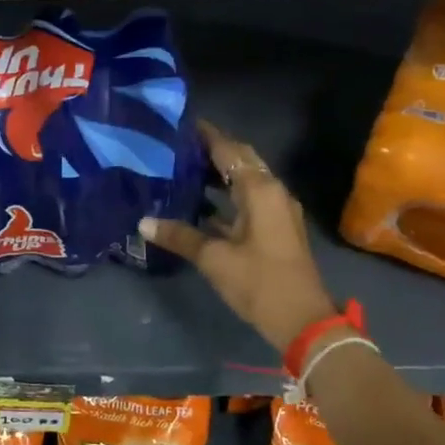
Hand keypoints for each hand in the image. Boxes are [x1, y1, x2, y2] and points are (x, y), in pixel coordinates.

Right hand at [140, 122, 337, 353]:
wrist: (301, 320)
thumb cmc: (258, 282)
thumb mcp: (214, 259)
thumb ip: (180, 236)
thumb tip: (143, 223)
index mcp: (260, 190)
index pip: (229, 150)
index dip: (206, 135)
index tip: (180, 124)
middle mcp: (272, 191)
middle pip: (242, 160)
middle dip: (213, 150)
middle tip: (178, 145)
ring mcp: (277, 210)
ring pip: (246, 180)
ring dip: (220, 173)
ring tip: (184, 168)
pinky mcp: (276, 228)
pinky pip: (249, 199)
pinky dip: (227, 195)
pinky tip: (200, 204)